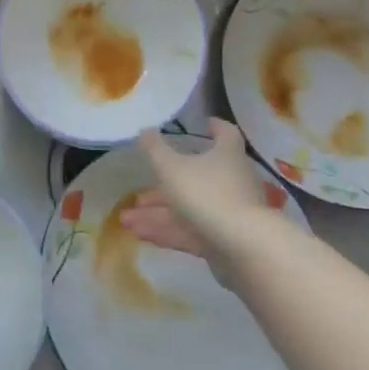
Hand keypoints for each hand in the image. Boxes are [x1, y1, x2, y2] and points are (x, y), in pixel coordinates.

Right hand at [121, 118, 273, 267]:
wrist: (243, 246)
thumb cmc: (206, 193)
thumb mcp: (172, 167)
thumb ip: (155, 150)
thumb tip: (145, 129)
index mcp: (226, 154)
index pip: (225, 134)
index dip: (215, 127)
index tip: (205, 123)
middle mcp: (231, 180)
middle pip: (196, 178)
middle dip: (164, 186)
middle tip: (138, 193)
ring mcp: (229, 212)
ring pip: (189, 208)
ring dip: (158, 213)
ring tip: (126, 219)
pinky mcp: (224, 240)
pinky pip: (192, 231)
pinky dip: (168, 231)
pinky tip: (140, 235)